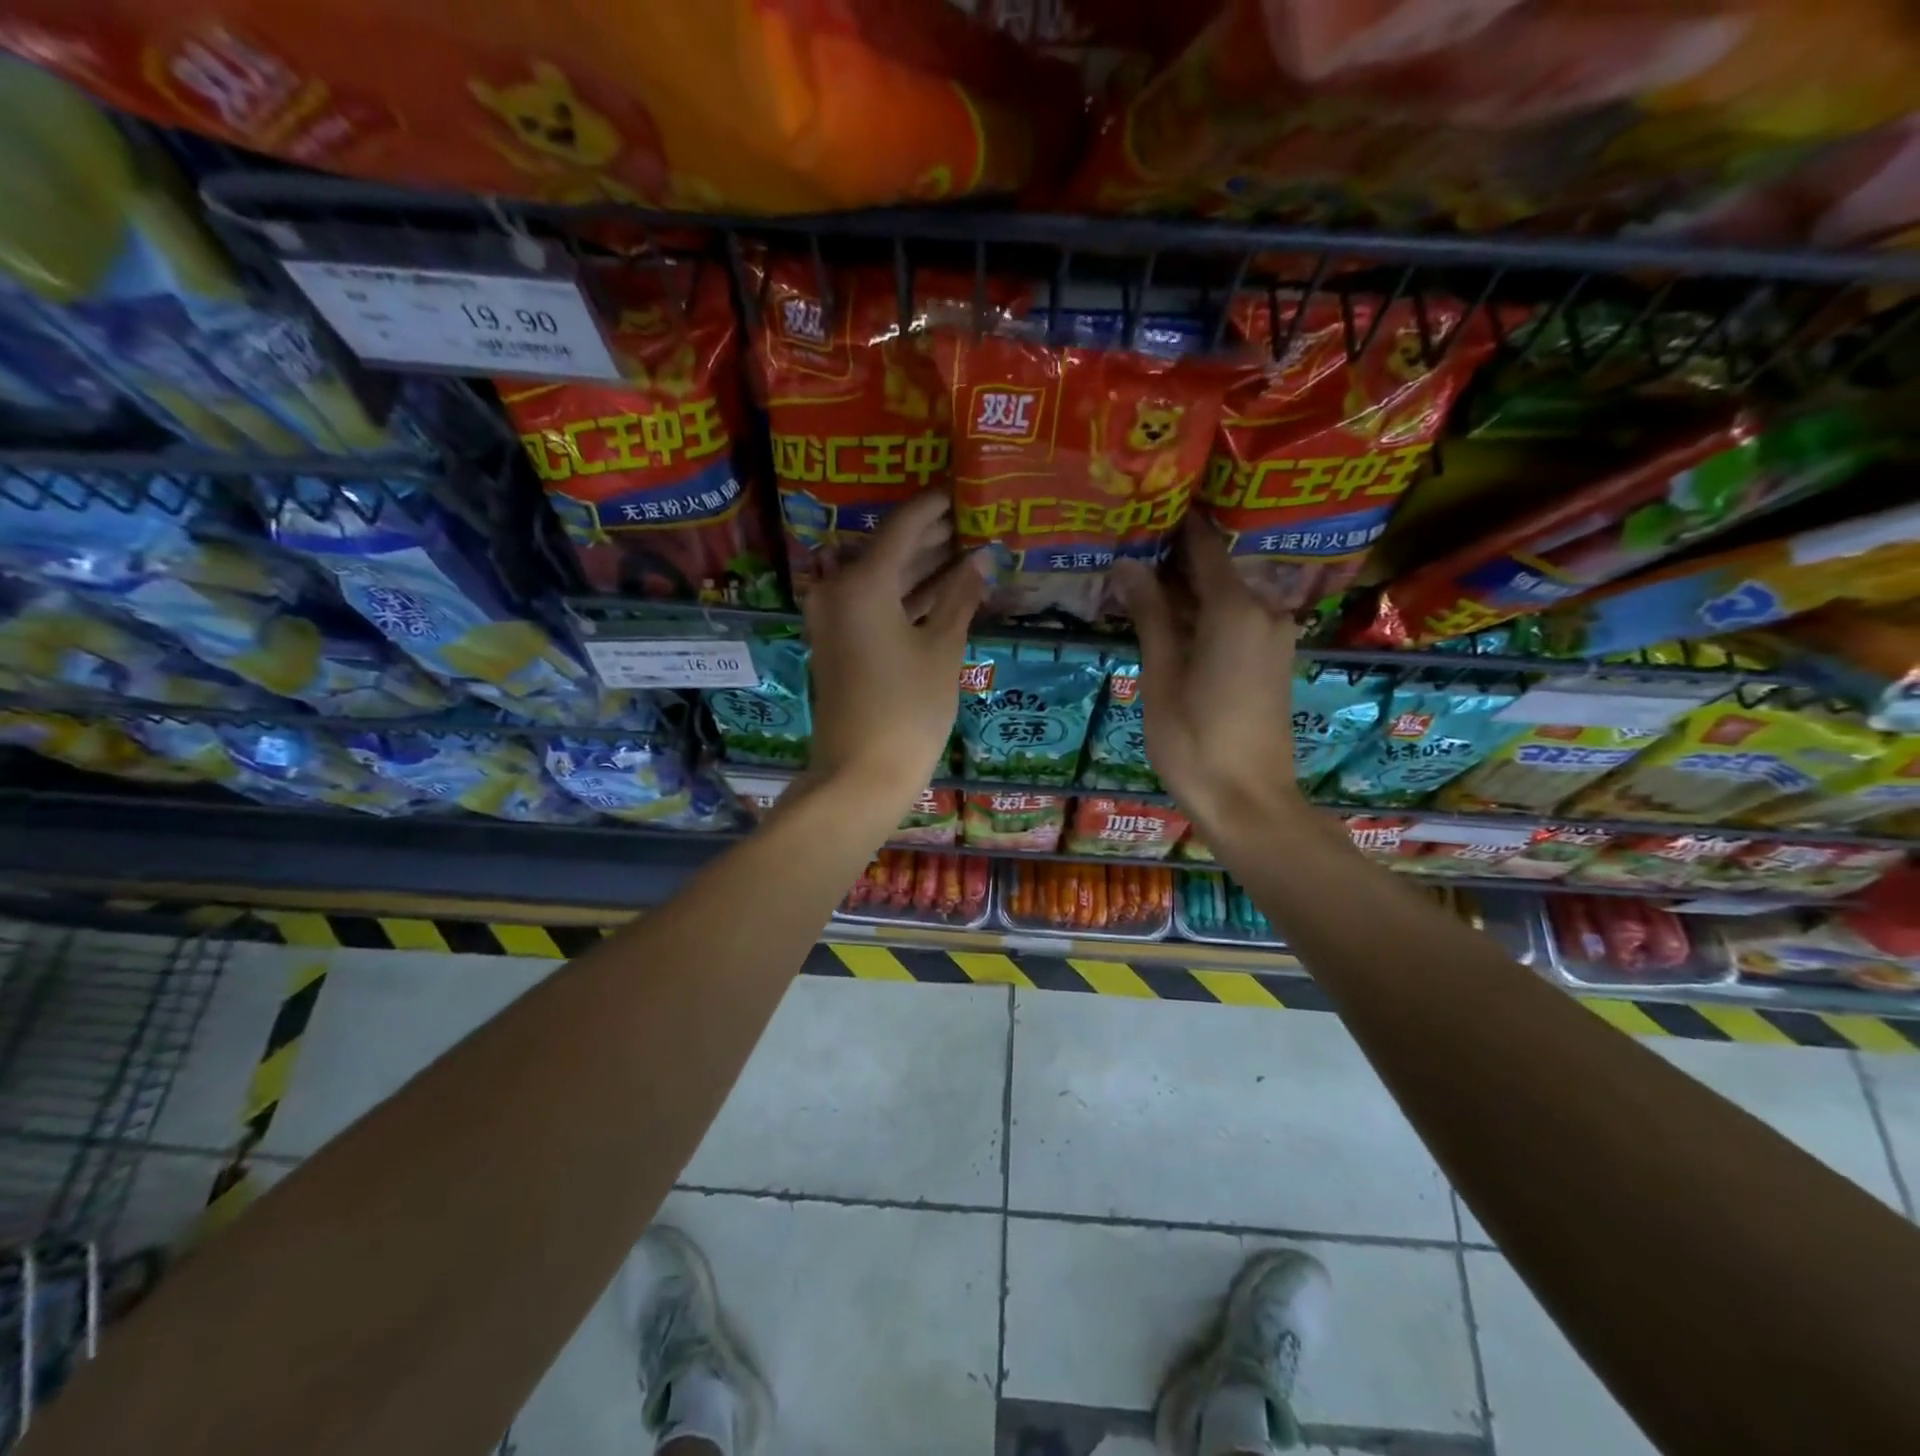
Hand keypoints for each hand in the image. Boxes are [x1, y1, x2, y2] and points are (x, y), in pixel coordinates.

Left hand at [802, 490, 985, 808]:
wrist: (861, 774)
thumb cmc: (908, 708)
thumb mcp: (942, 648)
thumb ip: (961, 596)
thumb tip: (982, 559)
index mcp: (862, 582)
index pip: (904, 525)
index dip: (937, 506)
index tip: (966, 490)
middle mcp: (838, 590)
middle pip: (890, 549)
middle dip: (932, 537)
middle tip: (974, 521)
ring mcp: (835, 618)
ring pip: (883, 579)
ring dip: (921, 567)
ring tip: (968, 550)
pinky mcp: (840, 643)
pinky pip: (875, 604)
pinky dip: (907, 597)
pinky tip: (944, 591)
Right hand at [1111, 514, 1303, 837]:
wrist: (1250, 803)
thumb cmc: (1195, 742)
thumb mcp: (1161, 677)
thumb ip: (1149, 616)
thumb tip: (1127, 563)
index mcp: (1236, 609)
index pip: (1203, 546)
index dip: (1173, 526)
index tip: (1141, 510)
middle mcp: (1265, 612)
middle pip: (1215, 571)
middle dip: (1172, 562)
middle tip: (1125, 552)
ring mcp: (1273, 637)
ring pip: (1224, 598)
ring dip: (1185, 593)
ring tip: (1137, 586)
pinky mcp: (1272, 661)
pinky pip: (1235, 622)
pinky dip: (1203, 618)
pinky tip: (1167, 624)